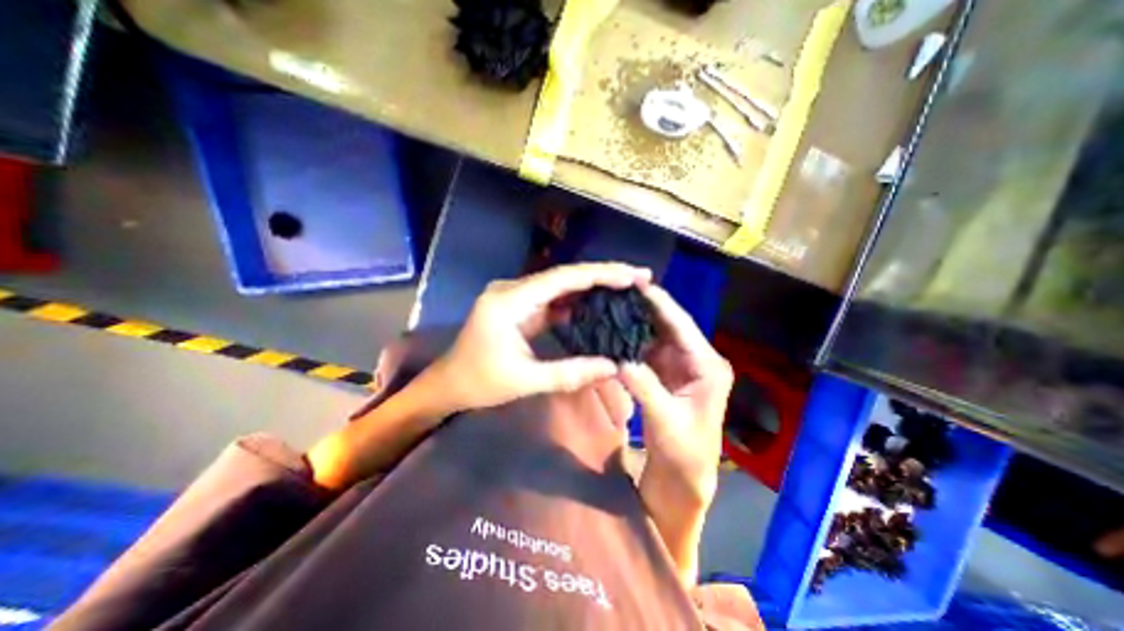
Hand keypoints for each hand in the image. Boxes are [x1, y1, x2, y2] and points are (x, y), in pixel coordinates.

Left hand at [433, 263, 654, 410]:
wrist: (448, 384)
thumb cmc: (479, 382)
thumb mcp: (525, 381)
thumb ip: (569, 373)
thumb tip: (612, 366)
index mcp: (509, 301)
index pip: (561, 279)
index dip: (598, 274)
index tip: (629, 275)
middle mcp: (513, 290)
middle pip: (564, 276)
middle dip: (602, 276)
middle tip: (638, 277)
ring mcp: (517, 297)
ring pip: (561, 286)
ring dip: (592, 287)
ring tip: (626, 287)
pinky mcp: (521, 307)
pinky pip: (554, 299)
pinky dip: (578, 301)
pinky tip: (599, 304)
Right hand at [618, 285, 733, 506]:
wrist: (683, 475)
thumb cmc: (684, 452)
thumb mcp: (666, 420)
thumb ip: (645, 387)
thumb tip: (620, 359)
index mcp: (707, 366)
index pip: (683, 326)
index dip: (661, 304)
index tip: (639, 285)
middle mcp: (697, 359)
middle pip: (670, 326)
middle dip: (646, 308)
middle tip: (619, 291)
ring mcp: (680, 365)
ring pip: (657, 335)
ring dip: (637, 323)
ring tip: (614, 306)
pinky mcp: (666, 373)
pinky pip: (648, 350)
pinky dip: (633, 341)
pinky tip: (616, 331)